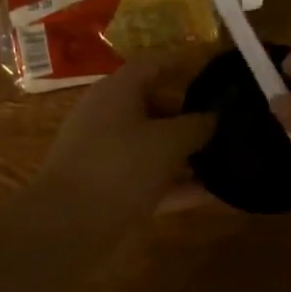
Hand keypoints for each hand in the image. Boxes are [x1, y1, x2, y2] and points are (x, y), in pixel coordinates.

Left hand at [34, 55, 215, 230]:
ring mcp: (104, 153)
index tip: (214, 72)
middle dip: (189, 114)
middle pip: (154, 104)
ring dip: (184, 153)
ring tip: (225, 158)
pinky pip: (147, 177)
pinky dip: (174, 183)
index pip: (153, 64)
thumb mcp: (167, 143)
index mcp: (118, 90)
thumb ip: (196, 126)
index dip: (183, 64)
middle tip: (225, 124)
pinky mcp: (106, 187)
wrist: (65, 227)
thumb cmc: (119, 167)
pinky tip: (210, 195)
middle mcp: (108, 115)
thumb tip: (213, 117)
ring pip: (151, 145)